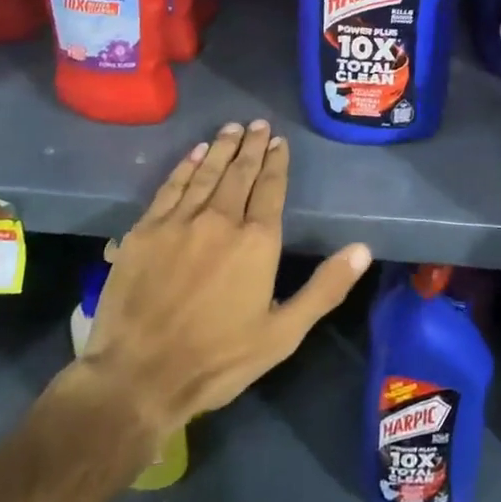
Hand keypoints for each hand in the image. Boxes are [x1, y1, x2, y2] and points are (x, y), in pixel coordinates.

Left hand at [57, 120, 370, 484]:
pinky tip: (194, 153)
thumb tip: (363, 249)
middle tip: (258, 124)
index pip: (271, 188)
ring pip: (206, 173)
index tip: (279, 142)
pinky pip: (171, 187)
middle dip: (251, 145)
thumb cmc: (218, 359)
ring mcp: (179, 222)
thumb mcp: (283, 334)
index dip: (276, 162)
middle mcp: (221, 220)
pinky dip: (185, 166)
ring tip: (231, 128)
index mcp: (257, 241)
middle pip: (240, 172)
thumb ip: (324, 288)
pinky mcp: (145, 231)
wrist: (137, 377)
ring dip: (221, 148)